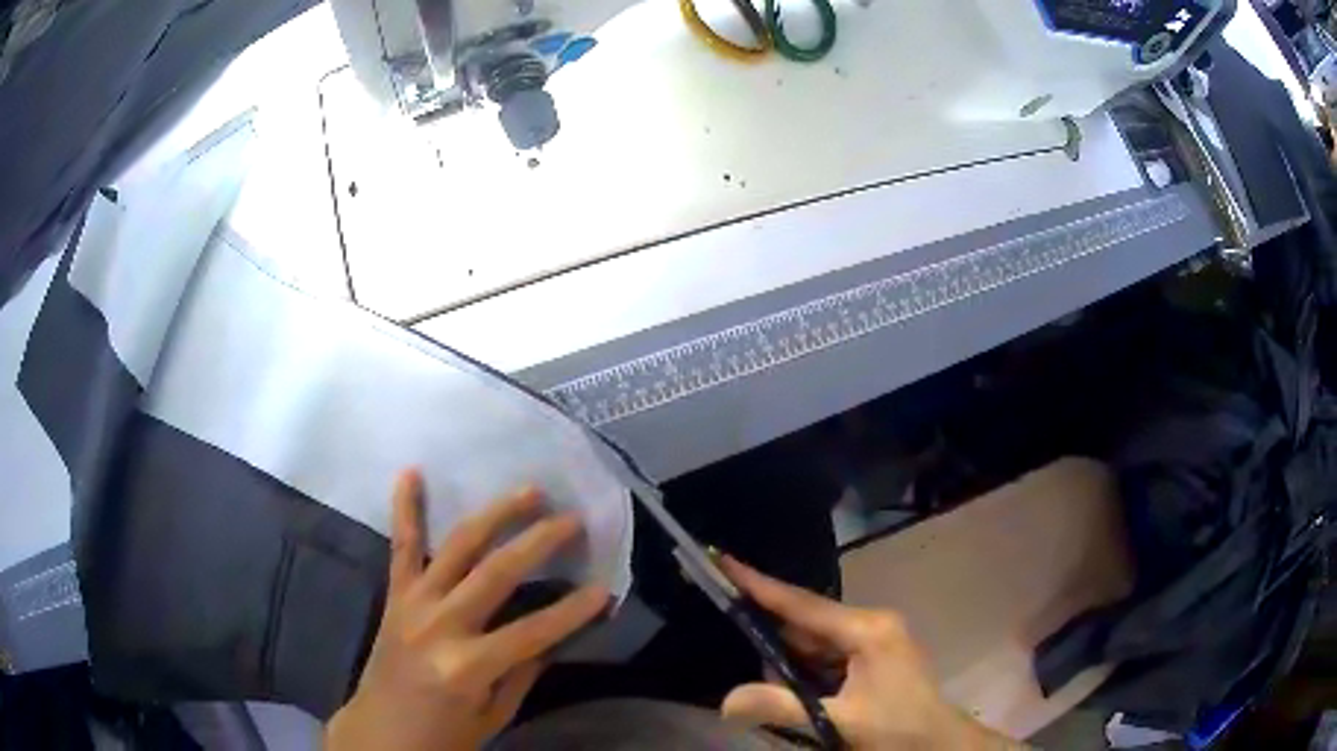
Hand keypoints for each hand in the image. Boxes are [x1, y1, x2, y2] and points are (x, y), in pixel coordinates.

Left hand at [326, 471, 610, 750]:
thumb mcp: (494, 716)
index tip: (605, 588)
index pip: (534, 631)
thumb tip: (554, 634)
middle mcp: (440, 625)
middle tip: (573, 519)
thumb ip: (522, 672)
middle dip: (540, 543)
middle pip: (497, 574)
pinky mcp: (395, 596)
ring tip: (528, 490)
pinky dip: (405, 508)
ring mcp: (414, 604)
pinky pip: (402, 547)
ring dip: (494, 514)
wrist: (379, 733)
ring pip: (457, 547)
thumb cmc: (443, 735)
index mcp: (468, 666)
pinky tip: (411, 472)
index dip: (573, 610)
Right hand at [719, 557, 1022, 750]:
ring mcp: (875, 641)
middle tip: (749, 669)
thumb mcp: (840, 722)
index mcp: (869, 630)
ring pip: (815, 646)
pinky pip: (827, 660)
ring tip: (779, 697)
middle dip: (772, 645)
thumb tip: (724, 702)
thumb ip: (782, 708)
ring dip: (789, 668)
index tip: (722, 561)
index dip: (759, 585)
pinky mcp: (874, 659)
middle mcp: (872, 625)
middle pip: (806, 625)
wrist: (942, 747)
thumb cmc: (900, 731)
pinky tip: (798, 698)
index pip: (803, 605)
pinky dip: (806, 677)